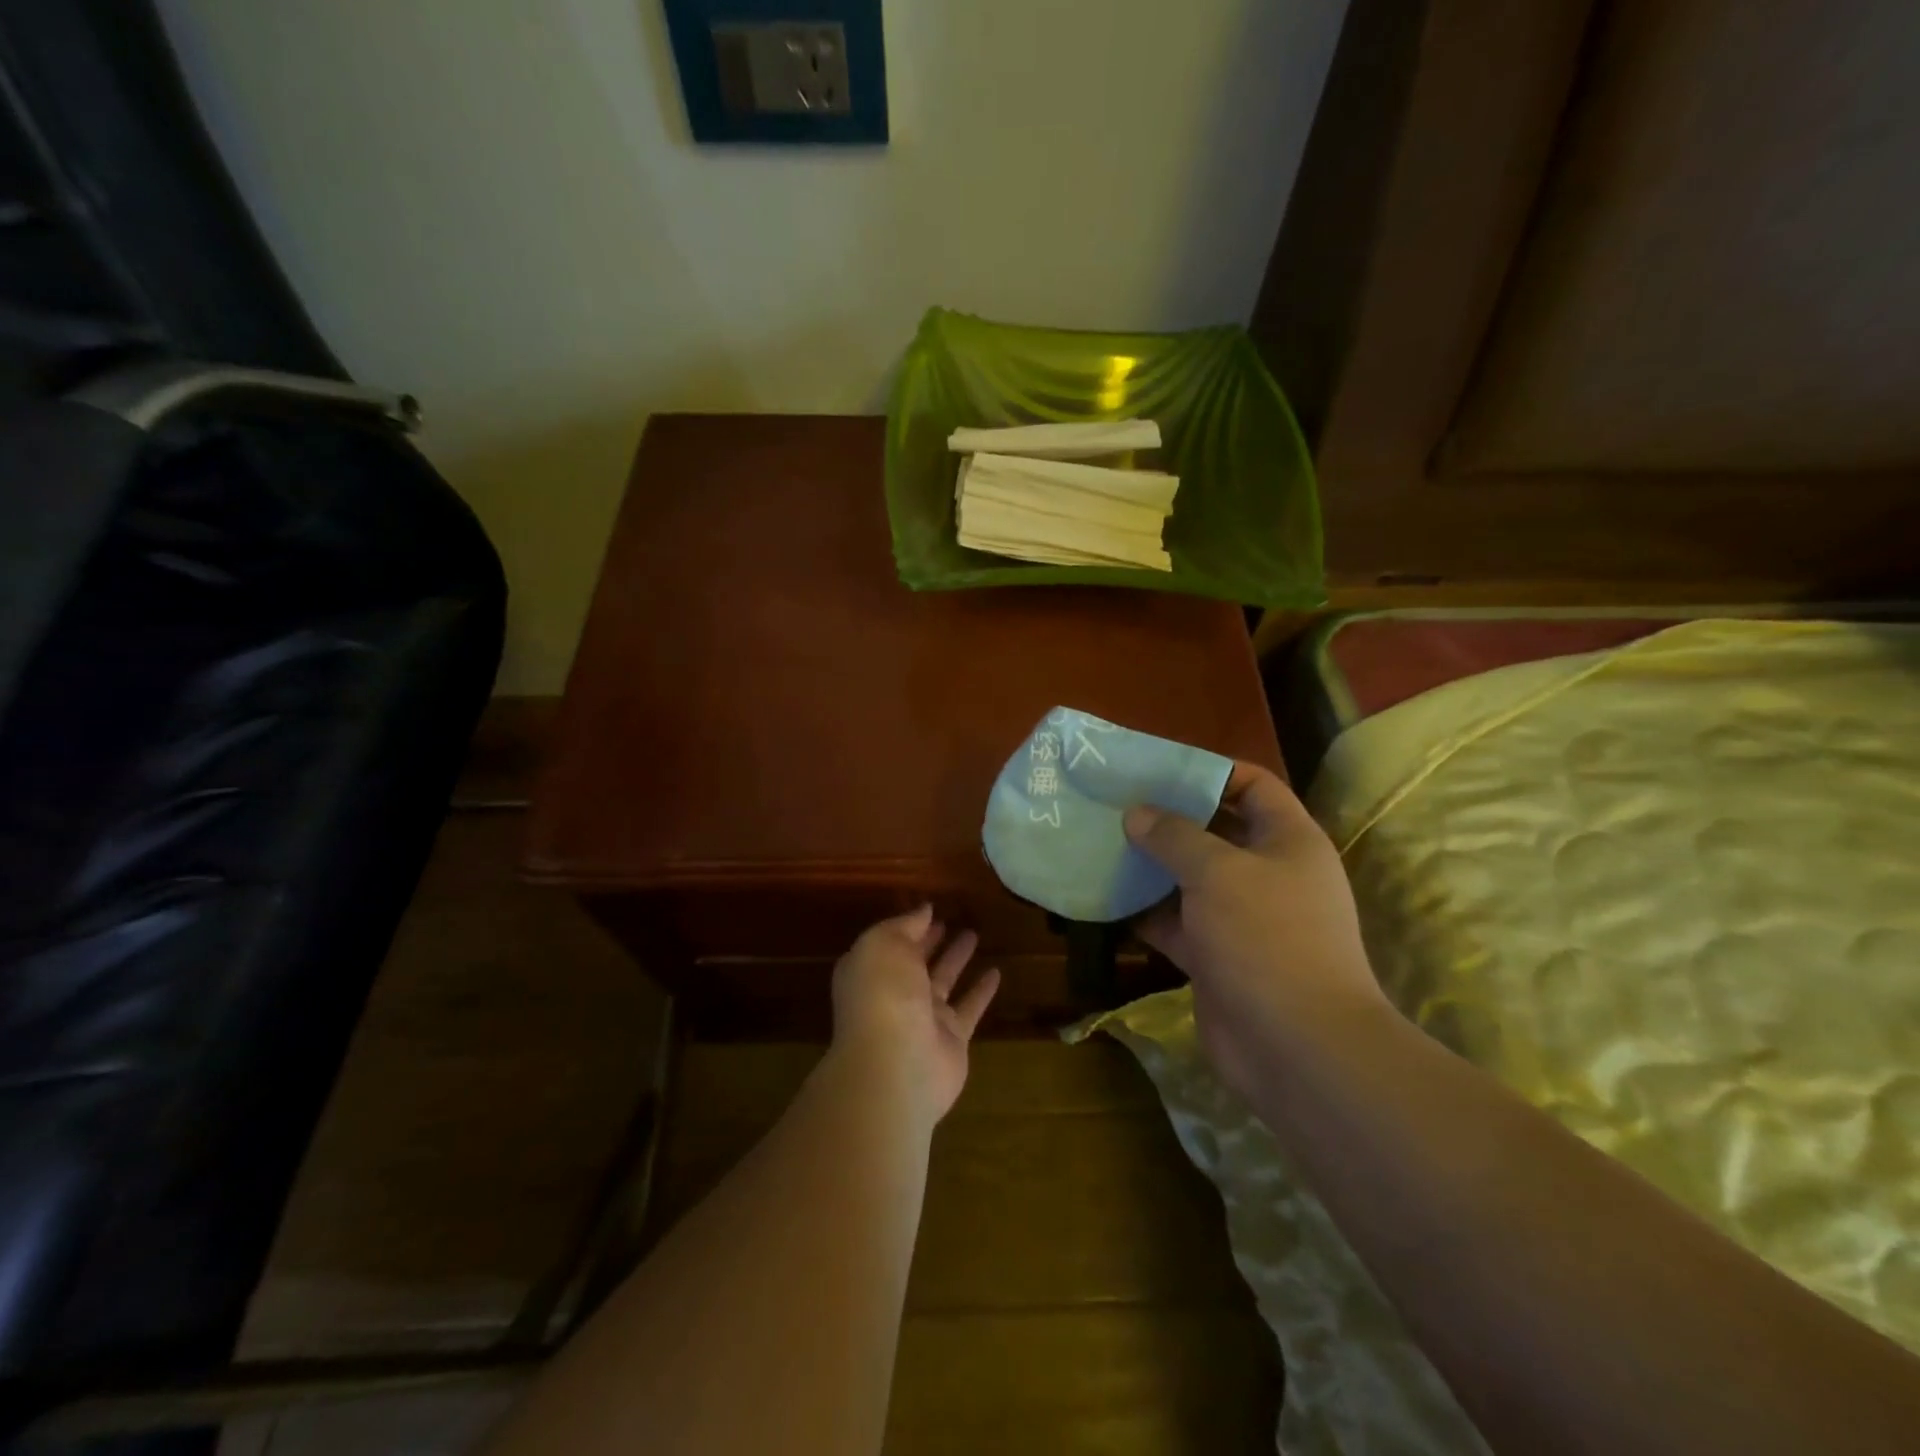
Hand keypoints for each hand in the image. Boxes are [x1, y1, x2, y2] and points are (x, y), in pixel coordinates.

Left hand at [830, 906, 1000, 1123]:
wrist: (898, 1064)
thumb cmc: (884, 994)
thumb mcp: (884, 944)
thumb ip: (905, 925)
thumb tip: (924, 910)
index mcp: (871, 970)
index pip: (890, 943)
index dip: (908, 926)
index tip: (931, 909)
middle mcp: (894, 994)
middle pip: (915, 962)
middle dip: (931, 941)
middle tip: (952, 920)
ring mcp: (923, 1018)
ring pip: (944, 981)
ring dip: (957, 959)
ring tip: (974, 934)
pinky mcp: (952, 1038)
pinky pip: (969, 1007)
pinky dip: (982, 991)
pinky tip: (997, 972)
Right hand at [1123, 763, 1390, 1099]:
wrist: (1296, 1047)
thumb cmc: (1266, 938)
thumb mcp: (1218, 872)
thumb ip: (1174, 836)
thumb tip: (1137, 814)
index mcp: (1288, 840)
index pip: (1253, 785)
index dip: (1211, 771)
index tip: (1158, 768)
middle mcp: (1267, 873)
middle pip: (1214, 830)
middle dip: (1167, 818)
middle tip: (1115, 803)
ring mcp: (1241, 917)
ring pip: (1188, 878)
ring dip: (1149, 865)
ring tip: (1100, 842)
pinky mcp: (1215, 955)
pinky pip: (1174, 921)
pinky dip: (1143, 911)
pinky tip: (1103, 896)